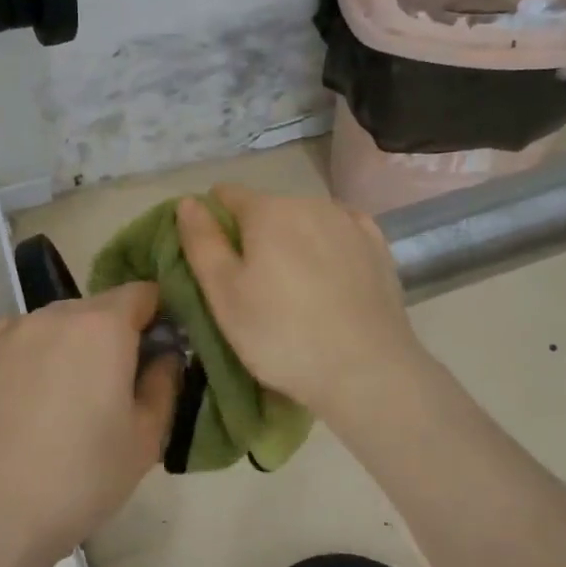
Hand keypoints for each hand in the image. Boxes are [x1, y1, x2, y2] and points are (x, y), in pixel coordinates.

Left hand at [0, 283, 178, 563]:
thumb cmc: (82, 477)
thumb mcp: (147, 437)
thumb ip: (165, 381)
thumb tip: (166, 353)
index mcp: (104, 326)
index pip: (144, 292)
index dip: (159, 315)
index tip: (160, 350)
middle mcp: (57, 314)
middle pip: (100, 307)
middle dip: (116, 333)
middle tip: (117, 384)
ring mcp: (13, 330)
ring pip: (60, 322)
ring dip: (75, 343)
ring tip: (69, 397)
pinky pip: (23, 337)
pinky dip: (36, 353)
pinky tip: (31, 396)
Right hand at [177, 185, 422, 423]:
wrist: (367, 371)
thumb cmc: (282, 335)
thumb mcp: (224, 294)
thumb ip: (202, 242)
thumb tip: (188, 201)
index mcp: (268, 210)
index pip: (226, 195)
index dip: (212, 222)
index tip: (215, 262)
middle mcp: (310, 202)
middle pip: (267, 209)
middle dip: (254, 236)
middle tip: (253, 288)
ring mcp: (349, 222)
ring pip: (305, 220)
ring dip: (292, 241)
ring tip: (294, 291)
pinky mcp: (377, 245)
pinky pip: (339, 233)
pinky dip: (327, 247)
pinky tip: (329, 278)